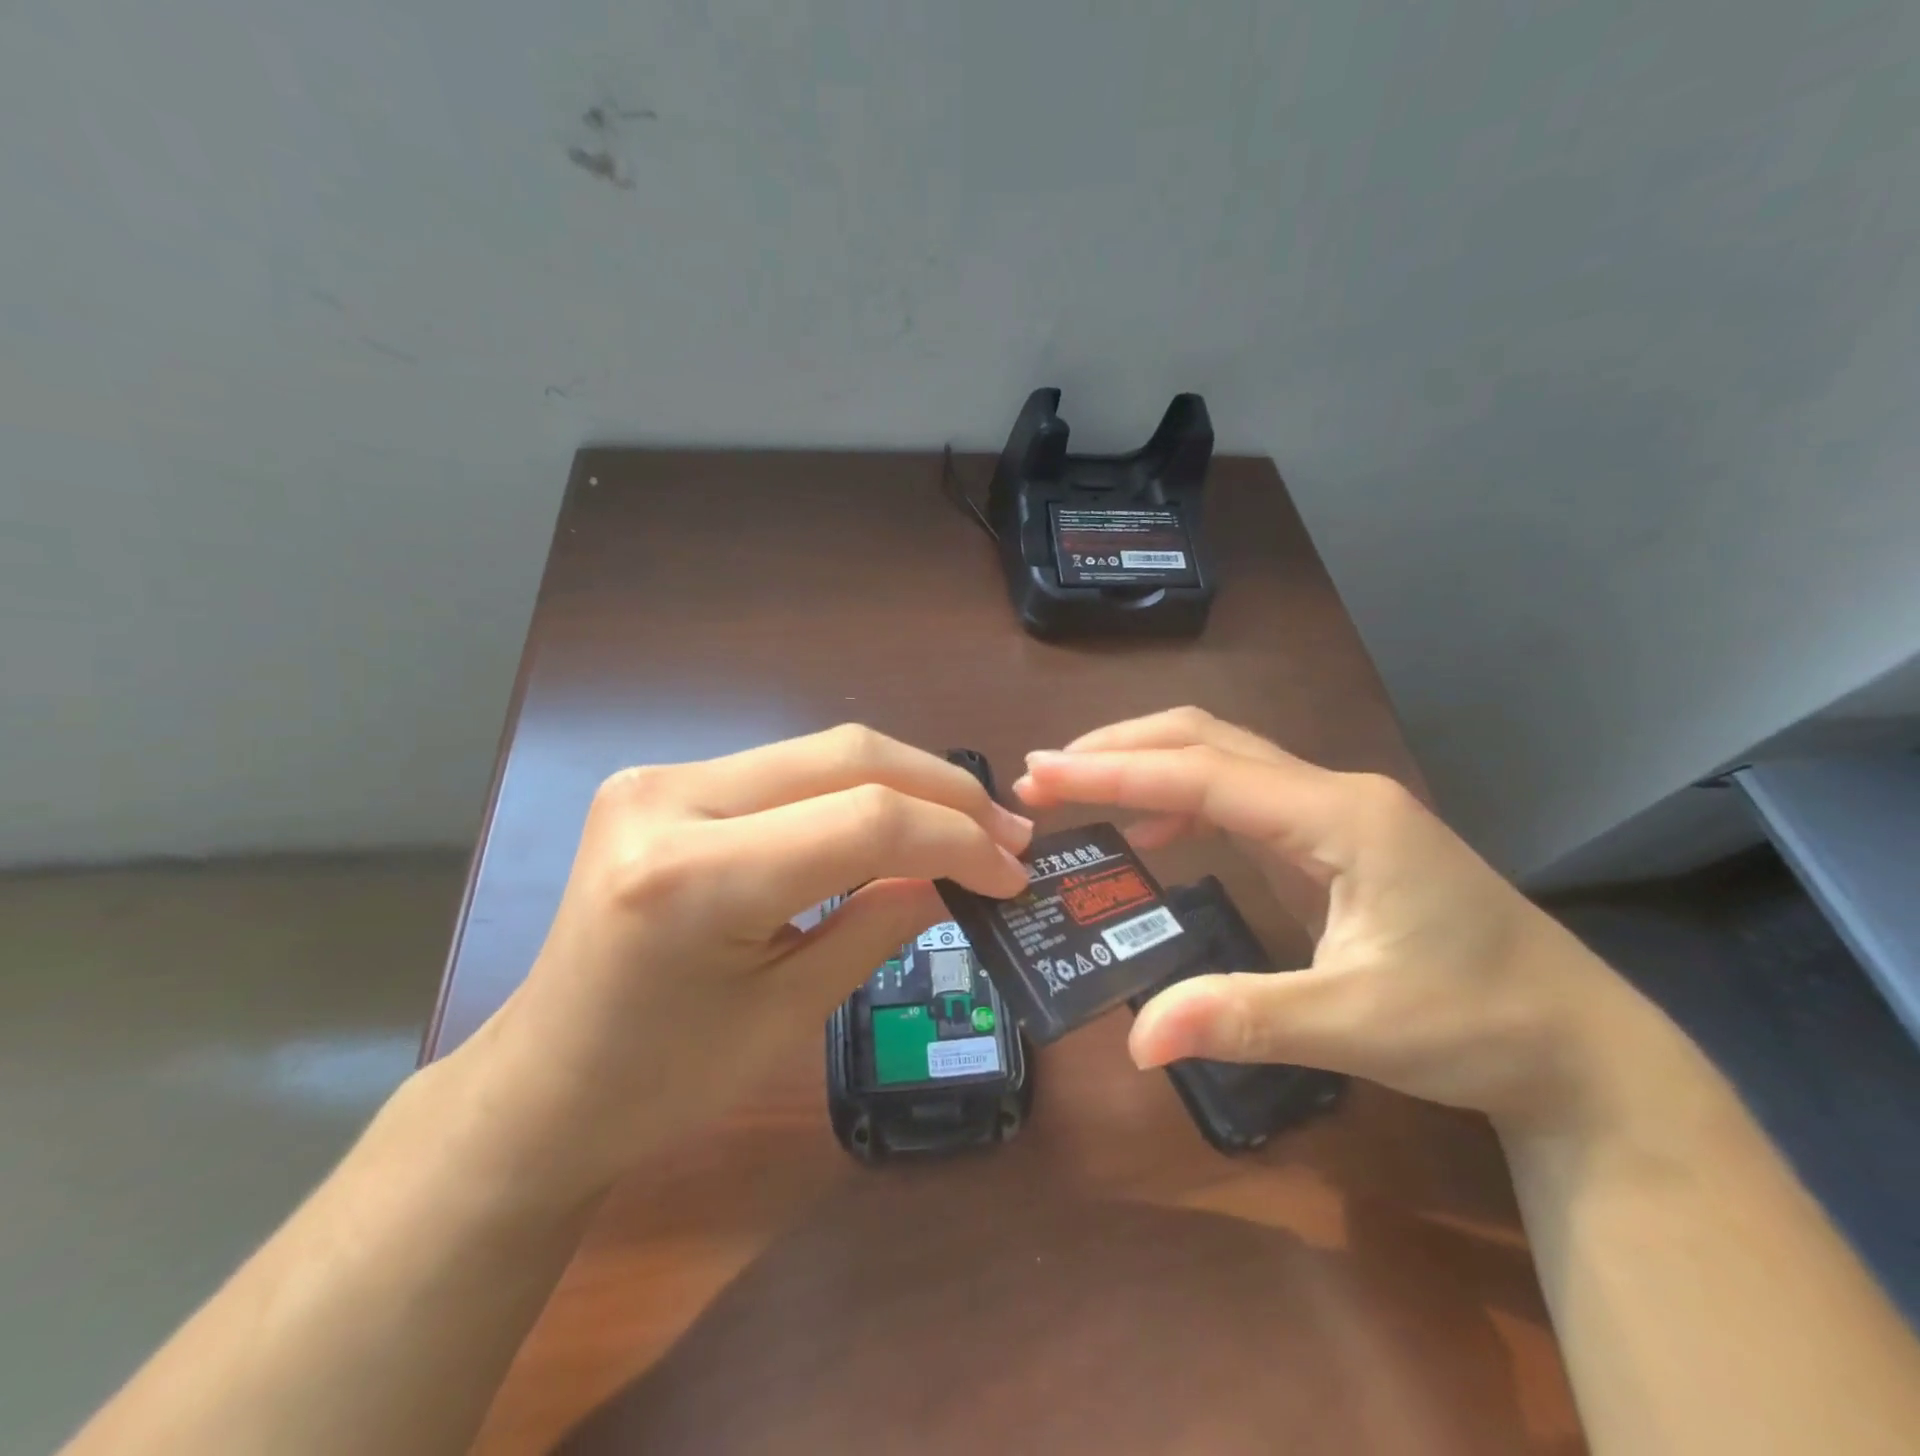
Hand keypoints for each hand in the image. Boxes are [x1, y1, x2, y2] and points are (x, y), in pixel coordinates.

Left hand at [453, 726, 1032, 1194]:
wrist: (545, 1082)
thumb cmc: (664, 1081)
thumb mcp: (791, 1012)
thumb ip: (881, 921)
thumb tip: (962, 872)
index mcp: (692, 876)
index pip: (863, 821)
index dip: (955, 839)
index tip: (1012, 872)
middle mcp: (669, 798)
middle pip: (846, 757)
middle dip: (942, 790)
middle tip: (1006, 832)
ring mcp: (660, 777)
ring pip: (821, 752)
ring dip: (905, 783)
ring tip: (966, 824)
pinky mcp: (664, 779)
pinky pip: (787, 770)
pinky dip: (854, 790)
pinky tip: (894, 818)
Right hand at [1013, 708, 1646, 1133]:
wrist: (1577, 1043)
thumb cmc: (1478, 1025)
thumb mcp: (1357, 1024)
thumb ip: (1243, 1019)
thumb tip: (1137, 1042)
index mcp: (1339, 816)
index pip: (1203, 773)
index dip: (1115, 771)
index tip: (1043, 771)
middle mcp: (1331, 792)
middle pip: (1206, 738)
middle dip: (1120, 748)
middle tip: (1043, 773)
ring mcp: (1332, 808)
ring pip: (1220, 756)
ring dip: (1145, 763)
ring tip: (1076, 787)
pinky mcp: (1329, 835)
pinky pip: (1238, 794)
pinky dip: (1180, 797)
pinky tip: (1154, 829)